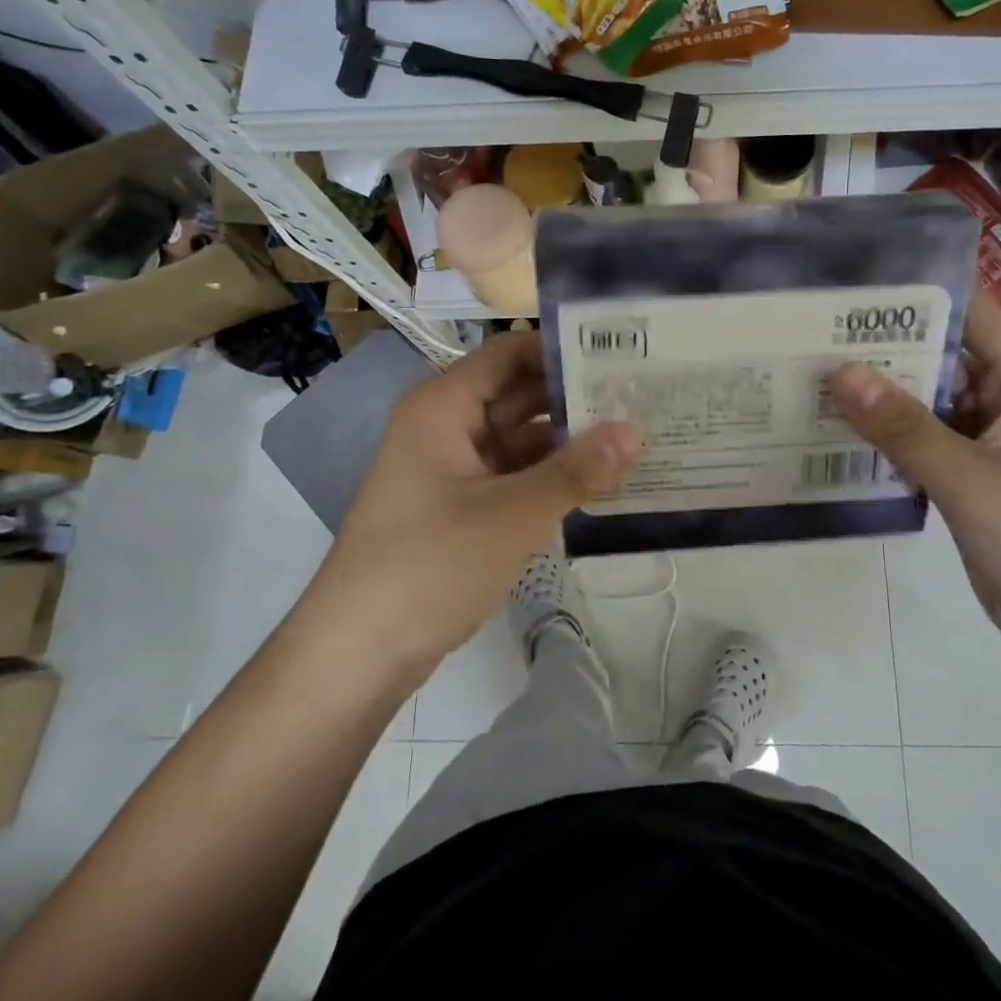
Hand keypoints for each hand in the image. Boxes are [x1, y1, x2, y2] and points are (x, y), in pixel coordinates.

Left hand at [317, 333, 640, 666]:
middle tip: (641, 396)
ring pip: (519, 440)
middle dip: (574, 397)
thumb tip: (635, 431)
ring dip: (567, 442)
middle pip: (517, 395)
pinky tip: (599, 482)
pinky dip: (550, 478)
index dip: (561, 348)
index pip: (509, 354)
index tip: (621, 351)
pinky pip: (513, 476)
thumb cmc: (429, 564)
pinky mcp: (461, 508)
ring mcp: (452, 470)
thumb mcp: (511, 514)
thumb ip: (576, 471)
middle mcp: (446, 428)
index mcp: (443, 408)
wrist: (358, 652)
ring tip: (634, 436)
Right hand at [829, 299, 1000, 666]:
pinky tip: (831, 431)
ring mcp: (984, 442)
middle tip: (807, 331)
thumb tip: (838, 372)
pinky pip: (918, 443)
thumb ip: (904, 427)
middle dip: (880, 344)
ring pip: (923, 402)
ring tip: (807, 374)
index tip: (851, 283)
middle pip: (937, 355)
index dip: (917, 291)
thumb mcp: (972, 480)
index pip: (970, 312)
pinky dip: (882, 437)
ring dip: (876, 394)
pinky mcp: (966, 478)